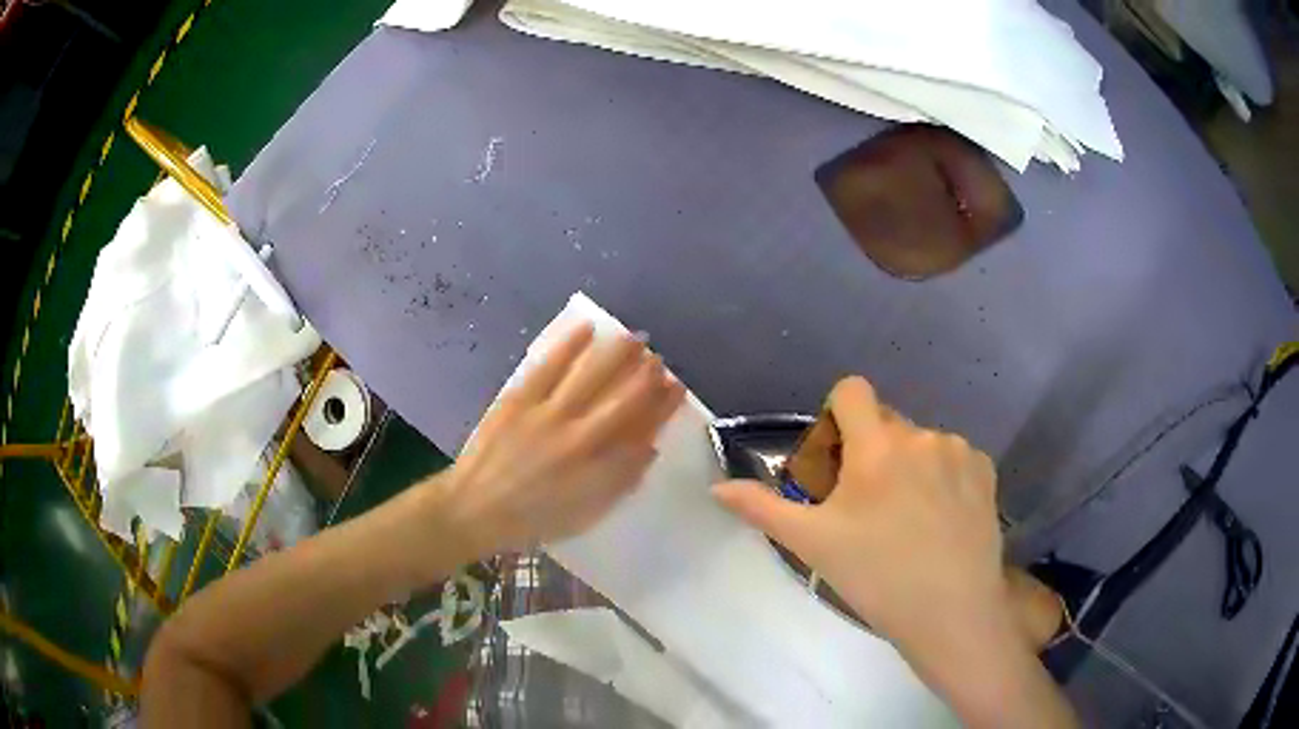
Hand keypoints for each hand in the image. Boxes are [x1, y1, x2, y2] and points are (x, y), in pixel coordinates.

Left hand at [434, 322, 685, 560]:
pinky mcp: (519, 399)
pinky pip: (548, 366)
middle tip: (659, 358)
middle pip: (620, 398)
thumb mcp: (584, 513)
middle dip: (645, 376)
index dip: (661, 406)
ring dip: (615, 355)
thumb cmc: (532, 518)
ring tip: (634, 338)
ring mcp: (545, 413)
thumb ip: (618, 481)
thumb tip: (650, 448)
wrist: (474, 508)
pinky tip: (586, 328)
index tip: (677, 387)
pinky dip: (568, 345)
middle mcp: (576, 435)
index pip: (639, 428)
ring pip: (588, 376)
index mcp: (594, 465)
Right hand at [713, 376, 1013, 673]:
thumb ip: (763, 508)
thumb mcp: (813, 544)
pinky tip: (940, 519)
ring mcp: (958, 450)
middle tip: (864, 506)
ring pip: (919, 442)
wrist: (952, 611)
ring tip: (907, 519)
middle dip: (869, 450)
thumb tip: (716, 488)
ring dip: (906, 465)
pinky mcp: (984, 470)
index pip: (852, 390)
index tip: (836, 463)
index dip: (837, 417)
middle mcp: (921, 435)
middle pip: (885, 421)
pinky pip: (952, 457)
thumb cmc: (877, 577)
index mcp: (877, 446)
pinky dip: (940, 476)